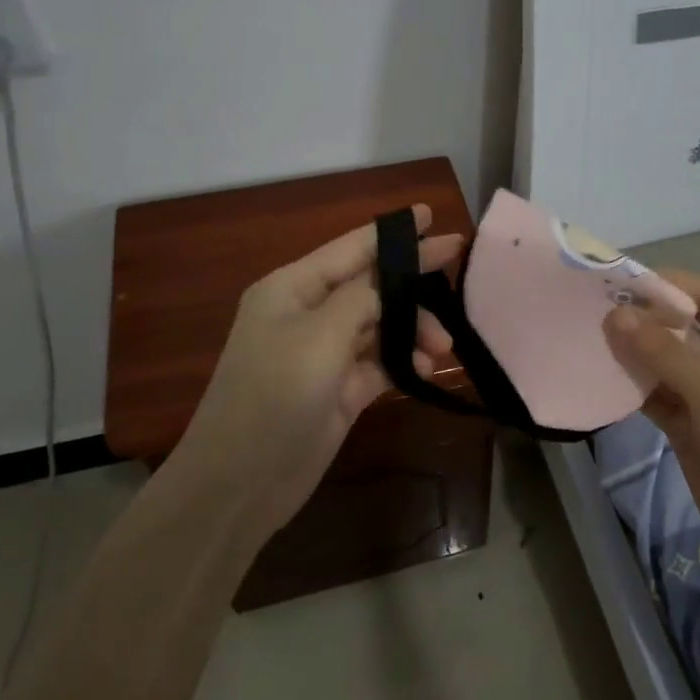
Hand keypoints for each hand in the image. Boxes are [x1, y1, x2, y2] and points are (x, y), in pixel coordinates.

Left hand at [160, 206, 461, 543]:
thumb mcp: (320, 336)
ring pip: (382, 326)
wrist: (241, 483)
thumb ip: (363, 298)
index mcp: (293, 288)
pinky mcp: (340, 389)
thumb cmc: (274, 396)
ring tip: (443, 348)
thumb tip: (393, 280)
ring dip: (414, 331)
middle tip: (457, 280)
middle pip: (373, 287)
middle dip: (413, 289)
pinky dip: (405, 363)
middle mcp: (309, 314)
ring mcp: (324, 353)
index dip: (394, 233)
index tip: (434, 216)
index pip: (353, 249)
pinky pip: (381, 363)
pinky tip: (426, 370)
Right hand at [603, 270, 699, 587]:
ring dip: (633, 352)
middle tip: (592, 309)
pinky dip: (632, 386)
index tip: (617, 280)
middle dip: (642, 319)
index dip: (665, 286)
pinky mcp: (688, 427)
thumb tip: (615, 314)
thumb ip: (664, 352)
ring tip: (588, 337)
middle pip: (682, 329)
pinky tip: (601, 376)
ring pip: (664, 363)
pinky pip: (656, 396)